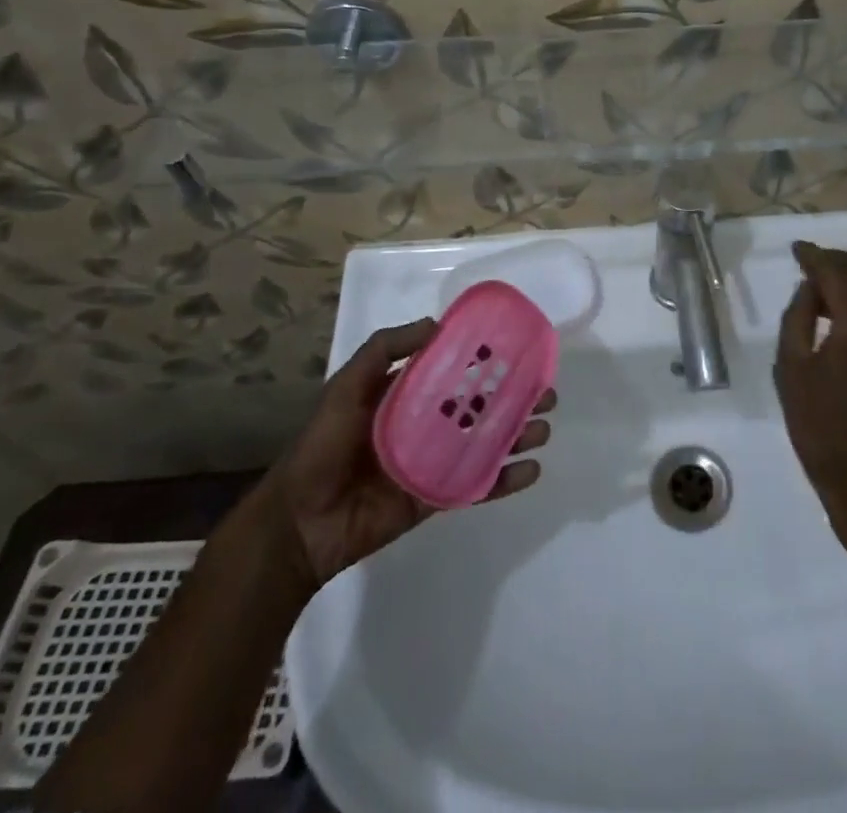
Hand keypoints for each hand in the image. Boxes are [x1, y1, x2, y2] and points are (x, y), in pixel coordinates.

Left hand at [263, 318, 555, 589]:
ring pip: (486, 443)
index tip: (519, 351)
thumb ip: (384, 349)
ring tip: (544, 427)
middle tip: (546, 392)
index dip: (487, 360)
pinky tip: (531, 471)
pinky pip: (477, 485)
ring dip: (518, 434)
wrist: (299, 522)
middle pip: (481, 406)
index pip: (456, 370)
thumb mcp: (347, 385)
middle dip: (515, 398)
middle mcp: (427, 424)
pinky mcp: (437, 497)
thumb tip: (436, 323)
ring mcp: (435, 462)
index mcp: (408, 395)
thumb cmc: (323, 445)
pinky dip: (505, 480)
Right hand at [775, 241, 846, 540]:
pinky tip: (842, 308)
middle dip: (838, 258)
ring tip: (823, 283)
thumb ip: (798, 317)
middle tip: (809, 263)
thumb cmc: (819, 424)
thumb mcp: (791, 367)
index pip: (838, 272)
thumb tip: (809, 288)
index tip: (796, 248)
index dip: (815, 255)